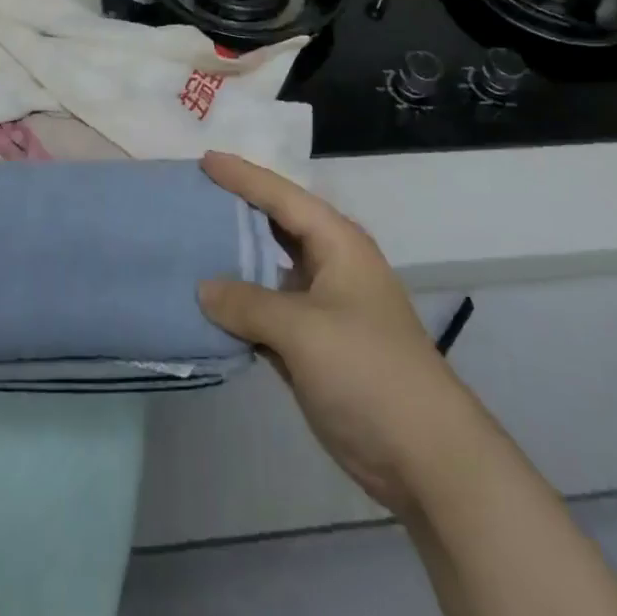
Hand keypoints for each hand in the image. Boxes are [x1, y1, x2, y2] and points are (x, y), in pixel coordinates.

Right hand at [197, 152, 469, 517]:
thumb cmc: (368, 371)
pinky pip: (269, 311)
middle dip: (238, 209)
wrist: (424, 455)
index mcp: (337, 243)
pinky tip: (208, 303)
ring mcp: (323, 306)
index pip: (282, 197)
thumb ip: (249, 303)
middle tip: (193, 195)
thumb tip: (203, 287)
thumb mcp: (304, 330)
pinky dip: (241, 305)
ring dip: (236, 258)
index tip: (204, 159)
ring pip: (270, 268)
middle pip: (276, 225)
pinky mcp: (314, 345)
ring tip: (192, 241)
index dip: (243, 176)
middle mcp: (330, 264)